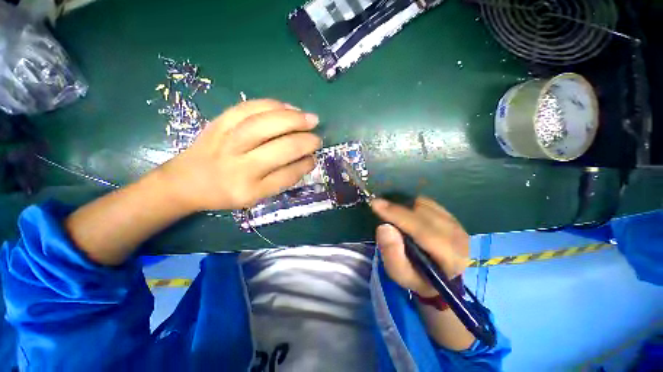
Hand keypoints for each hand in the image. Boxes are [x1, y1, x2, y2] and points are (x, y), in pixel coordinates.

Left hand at [158, 99, 321, 211]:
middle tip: (317, 136)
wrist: (185, 181)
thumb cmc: (226, 193)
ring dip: (293, 118)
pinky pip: (249, 107)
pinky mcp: (219, 122)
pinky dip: (272, 104)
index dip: (305, 165)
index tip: (314, 158)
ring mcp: (226, 141)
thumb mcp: (256, 196)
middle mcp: (239, 166)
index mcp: (249, 190)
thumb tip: (307, 160)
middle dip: (305, 140)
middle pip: (280, 148)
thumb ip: (283, 179)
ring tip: (309, 118)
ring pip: (266, 123)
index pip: (287, 175)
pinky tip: (287, 107)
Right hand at [371, 197, 470, 297]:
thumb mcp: (402, 275)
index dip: (398, 216)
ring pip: (425, 205)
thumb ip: (392, 255)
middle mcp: (459, 237)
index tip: (376, 205)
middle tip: (379, 207)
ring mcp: (457, 224)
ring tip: (394, 217)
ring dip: (405, 208)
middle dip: (398, 209)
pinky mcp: (452, 216)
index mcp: (451, 258)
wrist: (442, 275)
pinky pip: (427, 202)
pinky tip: (406, 215)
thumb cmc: (420, 278)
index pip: (423, 231)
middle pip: (423, 214)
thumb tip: (384, 227)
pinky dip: (412, 205)